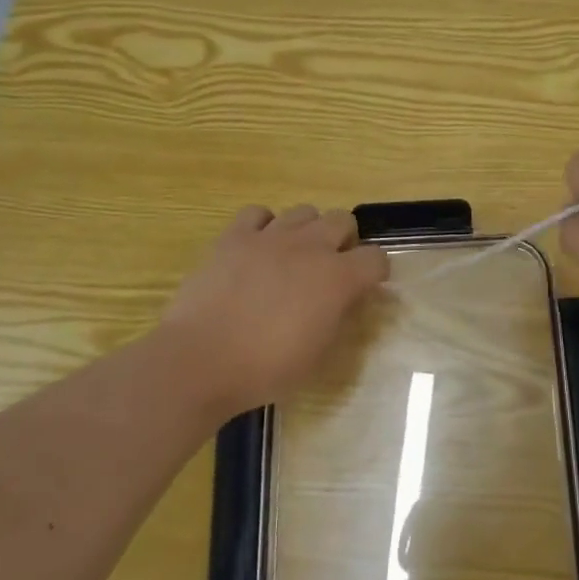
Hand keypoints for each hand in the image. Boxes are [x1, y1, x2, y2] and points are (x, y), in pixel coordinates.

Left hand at [154, 205, 389, 418]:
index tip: (367, 286)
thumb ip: (338, 316)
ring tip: (294, 255)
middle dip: (344, 240)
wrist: (202, 360)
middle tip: (330, 267)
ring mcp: (270, 237)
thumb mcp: (319, 353)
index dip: (375, 272)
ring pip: (304, 211)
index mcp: (338, 278)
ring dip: (307, 230)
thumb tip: (346, 299)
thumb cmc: (267, 368)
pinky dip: (264, 226)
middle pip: (343, 219)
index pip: (376, 258)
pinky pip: (258, 213)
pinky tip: (258, 247)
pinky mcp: (234, 236)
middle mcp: (310, 247)